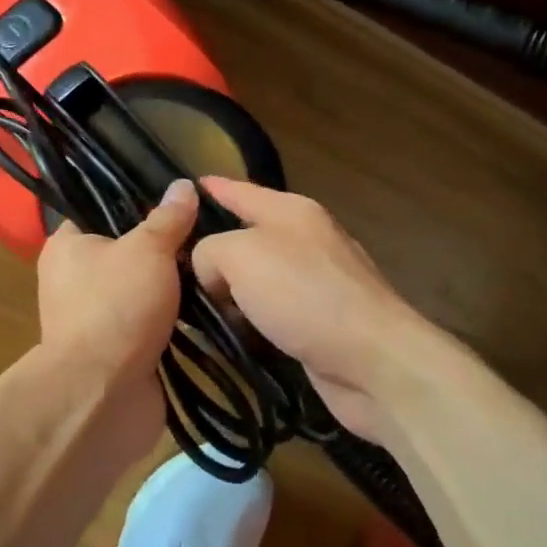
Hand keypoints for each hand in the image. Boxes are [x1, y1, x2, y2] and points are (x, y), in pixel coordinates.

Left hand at [35, 179, 198, 453]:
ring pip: (143, 289)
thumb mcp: (148, 249)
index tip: (175, 198)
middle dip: (164, 247)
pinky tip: (210, 304)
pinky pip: (153, 323)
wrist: (105, 394)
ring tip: (214, 264)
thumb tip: (184, 185)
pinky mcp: (120, 350)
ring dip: (173, 285)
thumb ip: (168, 218)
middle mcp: (74, 280)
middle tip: (204, 232)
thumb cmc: (116, 305)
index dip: (135, 201)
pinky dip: (176, 319)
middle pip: (127, 251)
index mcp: (67, 247)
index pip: (99, 210)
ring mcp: (97, 318)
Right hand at [191, 179, 441, 441]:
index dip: (214, 188)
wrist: (373, 360)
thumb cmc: (304, 295)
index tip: (187, 186)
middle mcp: (306, 239)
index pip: (242, 190)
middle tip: (173, 270)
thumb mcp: (240, 255)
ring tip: (194, 311)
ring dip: (230, 295)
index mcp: (291, 210)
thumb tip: (213, 276)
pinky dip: (251, 323)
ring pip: (257, 280)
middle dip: (213, 253)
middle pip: (247, 237)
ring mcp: (317, 282)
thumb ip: (210, 251)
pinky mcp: (321, 322)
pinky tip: (232, 338)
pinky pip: (271, 313)